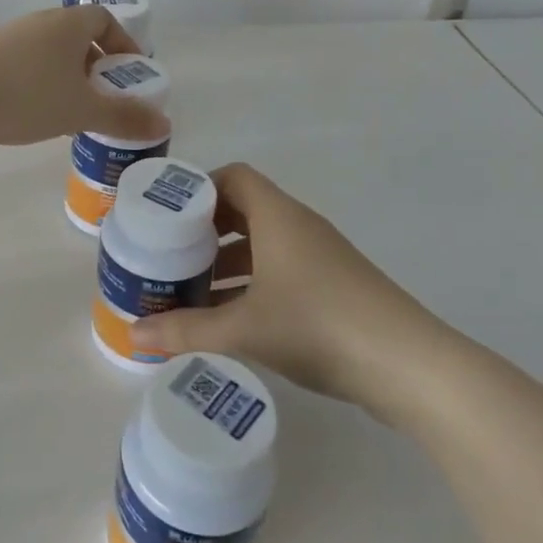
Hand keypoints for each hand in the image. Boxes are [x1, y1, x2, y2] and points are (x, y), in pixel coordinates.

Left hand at [0, 6, 170, 173]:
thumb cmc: (27, 95)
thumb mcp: (81, 110)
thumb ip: (123, 117)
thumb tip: (165, 124)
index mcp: (68, 24)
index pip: (104, 19)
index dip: (122, 43)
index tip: (130, 73)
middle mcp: (40, 23)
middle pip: (78, 36)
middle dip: (96, 65)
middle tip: (104, 96)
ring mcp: (10, 37)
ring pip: (51, 52)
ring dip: (68, 76)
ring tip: (73, 110)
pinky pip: (27, 64)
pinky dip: (41, 83)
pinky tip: (36, 114)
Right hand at [135, 163, 453, 415]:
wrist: (408, 365)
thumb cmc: (318, 325)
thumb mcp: (244, 329)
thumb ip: (186, 329)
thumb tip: (133, 333)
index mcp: (278, 216)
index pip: (233, 176)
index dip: (199, 189)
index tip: (167, 217)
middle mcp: (299, 226)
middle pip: (244, 210)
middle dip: (205, 231)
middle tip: (170, 256)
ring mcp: (321, 256)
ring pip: (263, 244)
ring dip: (227, 261)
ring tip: (192, 291)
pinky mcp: (334, 286)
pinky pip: (281, 269)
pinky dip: (253, 283)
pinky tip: (233, 318)